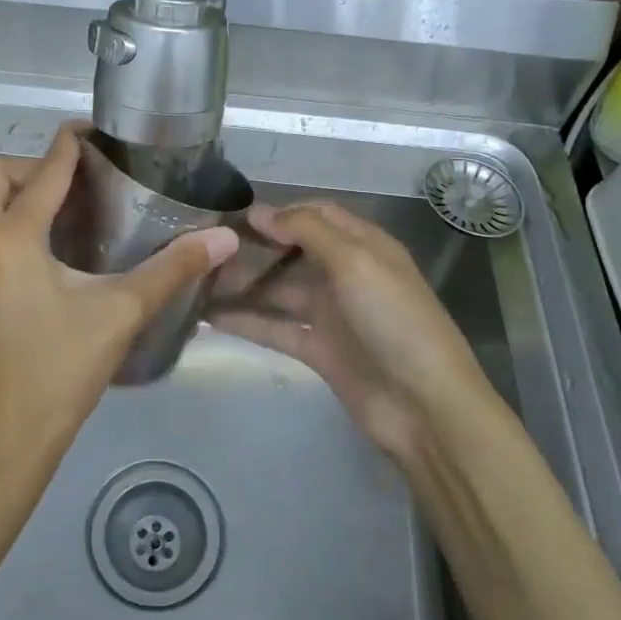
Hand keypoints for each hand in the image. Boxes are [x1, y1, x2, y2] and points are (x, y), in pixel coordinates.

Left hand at [0, 126, 237, 479]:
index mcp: (14, 239)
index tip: (87, 132)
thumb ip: (173, 269)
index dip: (67, 145)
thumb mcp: (122, 314)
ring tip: (38, 216)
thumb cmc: (64, 371)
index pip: (43, 172)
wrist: (8, 437)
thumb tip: (223, 238)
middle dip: (25, 168)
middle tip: (65, 187)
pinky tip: (9, 263)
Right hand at [212, 202, 495, 459]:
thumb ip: (307, 231)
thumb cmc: (394, 320)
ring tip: (196, 280)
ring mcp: (331, 314)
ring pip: (278, 291)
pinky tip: (208, 316)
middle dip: (253, 248)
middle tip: (205, 248)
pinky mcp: (318, 350)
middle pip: (292, 252)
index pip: (316, 215)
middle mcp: (345, 274)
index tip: (233, 216)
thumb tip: (261, 212)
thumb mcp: (355, 262)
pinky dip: (246, 321)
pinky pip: (275, 328)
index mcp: (363, 246)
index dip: (278, 213)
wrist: (424, 406)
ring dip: (243, 285)